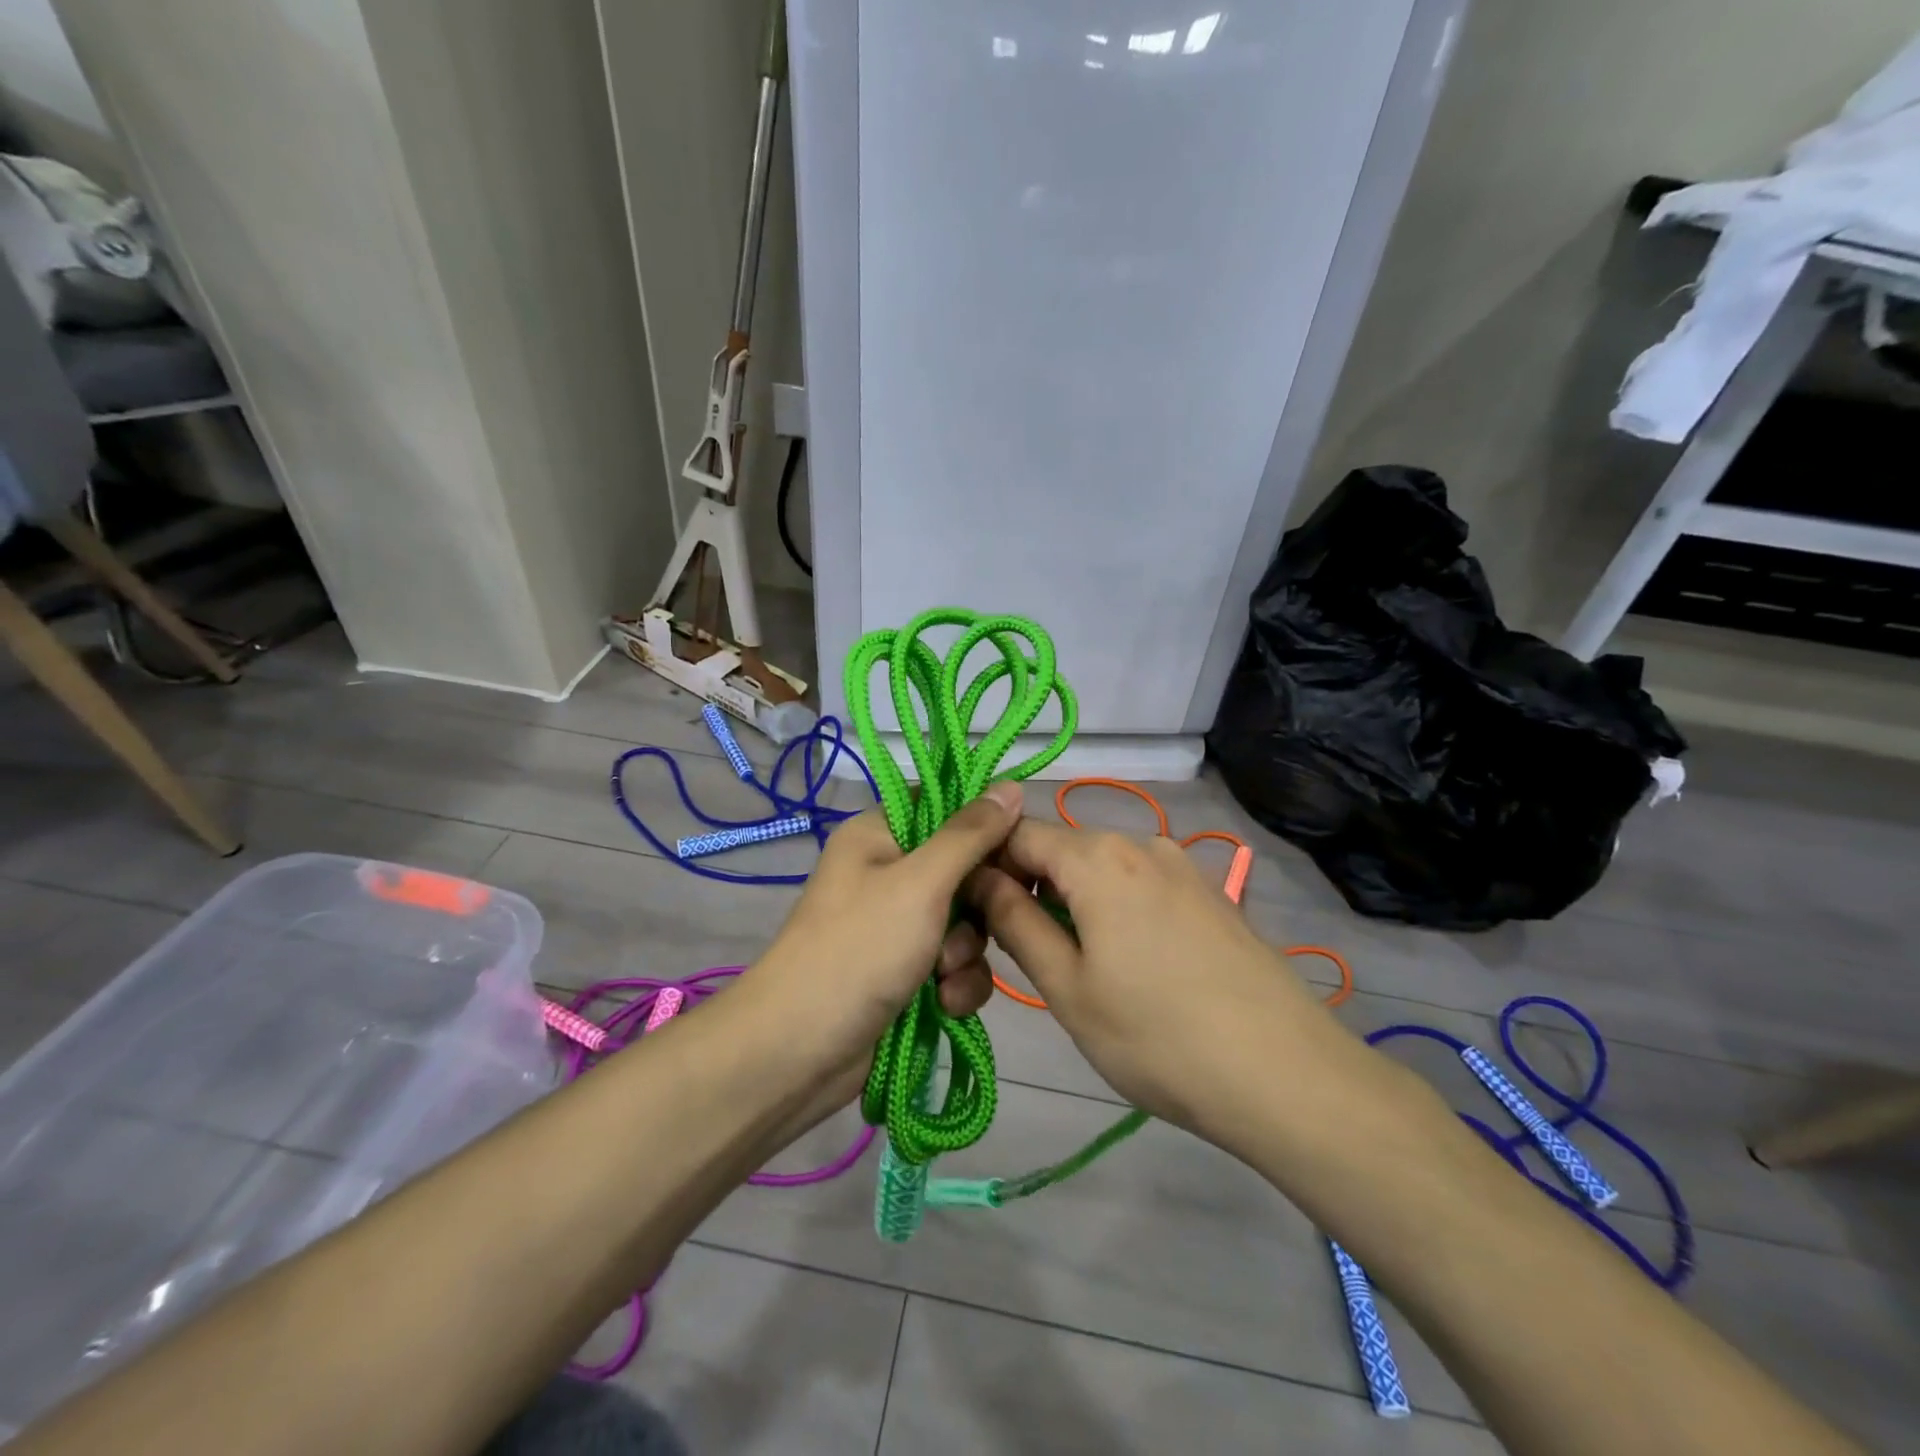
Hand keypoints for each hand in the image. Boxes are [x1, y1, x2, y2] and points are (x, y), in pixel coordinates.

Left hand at [738, 782, 1024, 1106]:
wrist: (800, 1053)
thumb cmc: (860, 950)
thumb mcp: (920, 883)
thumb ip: (970, 835)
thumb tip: (1011, 786)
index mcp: (878, 835)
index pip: (944, 808)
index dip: (984, 825)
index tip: (1017, 848)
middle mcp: (887, 874)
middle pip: (962, 869)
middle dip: (977, 905)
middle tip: (983, 922)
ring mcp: (895, 926)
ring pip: (964, 922)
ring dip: (966, 952)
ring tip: (944, 975)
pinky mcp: (905, 973)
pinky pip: (953, 964)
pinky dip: (956, 983)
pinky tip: (946, 1004)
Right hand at [966, 821, 1343, 1145]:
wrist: (1286, 1075)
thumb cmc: (1158, 1037)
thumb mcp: (1068, 988)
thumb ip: (1015, 923)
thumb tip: (980, 879)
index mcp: (1097, 857)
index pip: (1017, 835)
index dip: (987, 869)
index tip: (976, 918)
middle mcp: (1140, 843)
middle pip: (1061, 849)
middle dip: (1031, 888)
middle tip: (1025, 954)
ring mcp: (1182, 865)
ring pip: (1101, 869)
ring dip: (1074, 902)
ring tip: (1080, 967)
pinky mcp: (1210, 893)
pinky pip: (1141, 885)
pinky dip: (1116, 909)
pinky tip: (1133, 966)